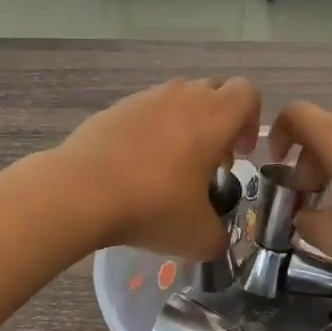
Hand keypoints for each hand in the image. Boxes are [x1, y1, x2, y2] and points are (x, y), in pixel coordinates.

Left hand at [56, 78, 261, 257]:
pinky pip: (144, 112)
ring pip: (177, 100)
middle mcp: (182, 96)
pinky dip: (150, 132)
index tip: (240, 154)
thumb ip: (218, 236)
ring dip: (185, 125)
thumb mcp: (199, 237)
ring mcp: (144, 98)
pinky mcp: (113, 109)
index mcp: (214, 116)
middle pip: (214, 91)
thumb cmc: (152, 206)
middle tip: (210, 161)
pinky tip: (136, 168)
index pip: (248, 93)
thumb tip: (215, 239)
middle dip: (220, 122)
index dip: (251, 121)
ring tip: (171, 167)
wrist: (79, 192)